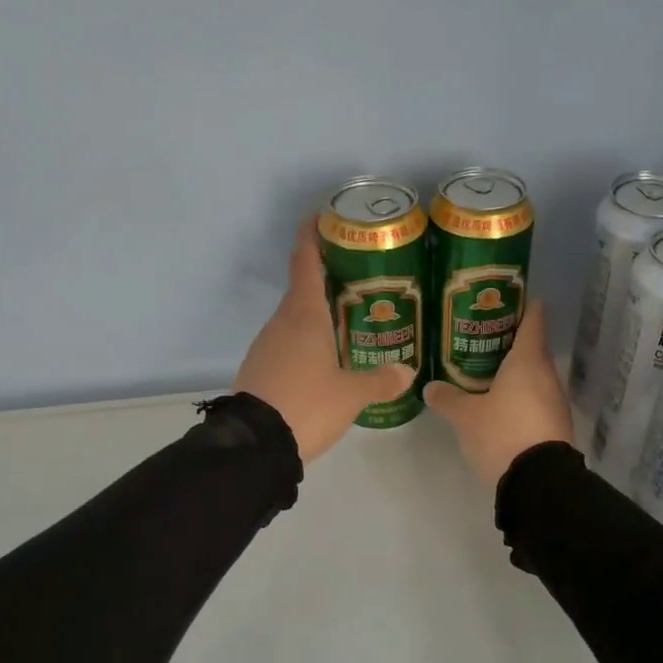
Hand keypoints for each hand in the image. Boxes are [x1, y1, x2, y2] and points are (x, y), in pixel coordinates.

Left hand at [234, 219, 417, 463]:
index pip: (305, 262)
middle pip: (302, 289)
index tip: (321, 217)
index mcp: (304, 316)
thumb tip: (407, 372)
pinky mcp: (259, 368)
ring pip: (293, 318)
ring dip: (316, 313)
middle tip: (358, 279)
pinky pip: (286, 343)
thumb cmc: (307, 405)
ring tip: (347, 320)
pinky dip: (305, 341)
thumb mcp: (352, 395)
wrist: (255, 445)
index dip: (312, 236)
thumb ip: (381, 380)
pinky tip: (324, 359)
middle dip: (325, 278)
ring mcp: (266, 345)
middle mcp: (282, 323)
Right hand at [423, 301, 573, 485]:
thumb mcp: (466, 417)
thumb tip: (430, 387)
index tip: (509, 297)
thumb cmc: (503, 433)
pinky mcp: (556, 425)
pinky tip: (500, 405)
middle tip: (479, 338)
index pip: (533, 319)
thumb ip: (448, 399)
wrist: (540, 482)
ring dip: (514, 372)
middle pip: (532, 348)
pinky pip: (536, 400)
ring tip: (485, 371)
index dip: (523, 305)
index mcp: (528, 360)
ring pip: (534, 376)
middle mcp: (547, 375)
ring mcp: (555, 401)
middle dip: (509, 341)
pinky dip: (520, 396)